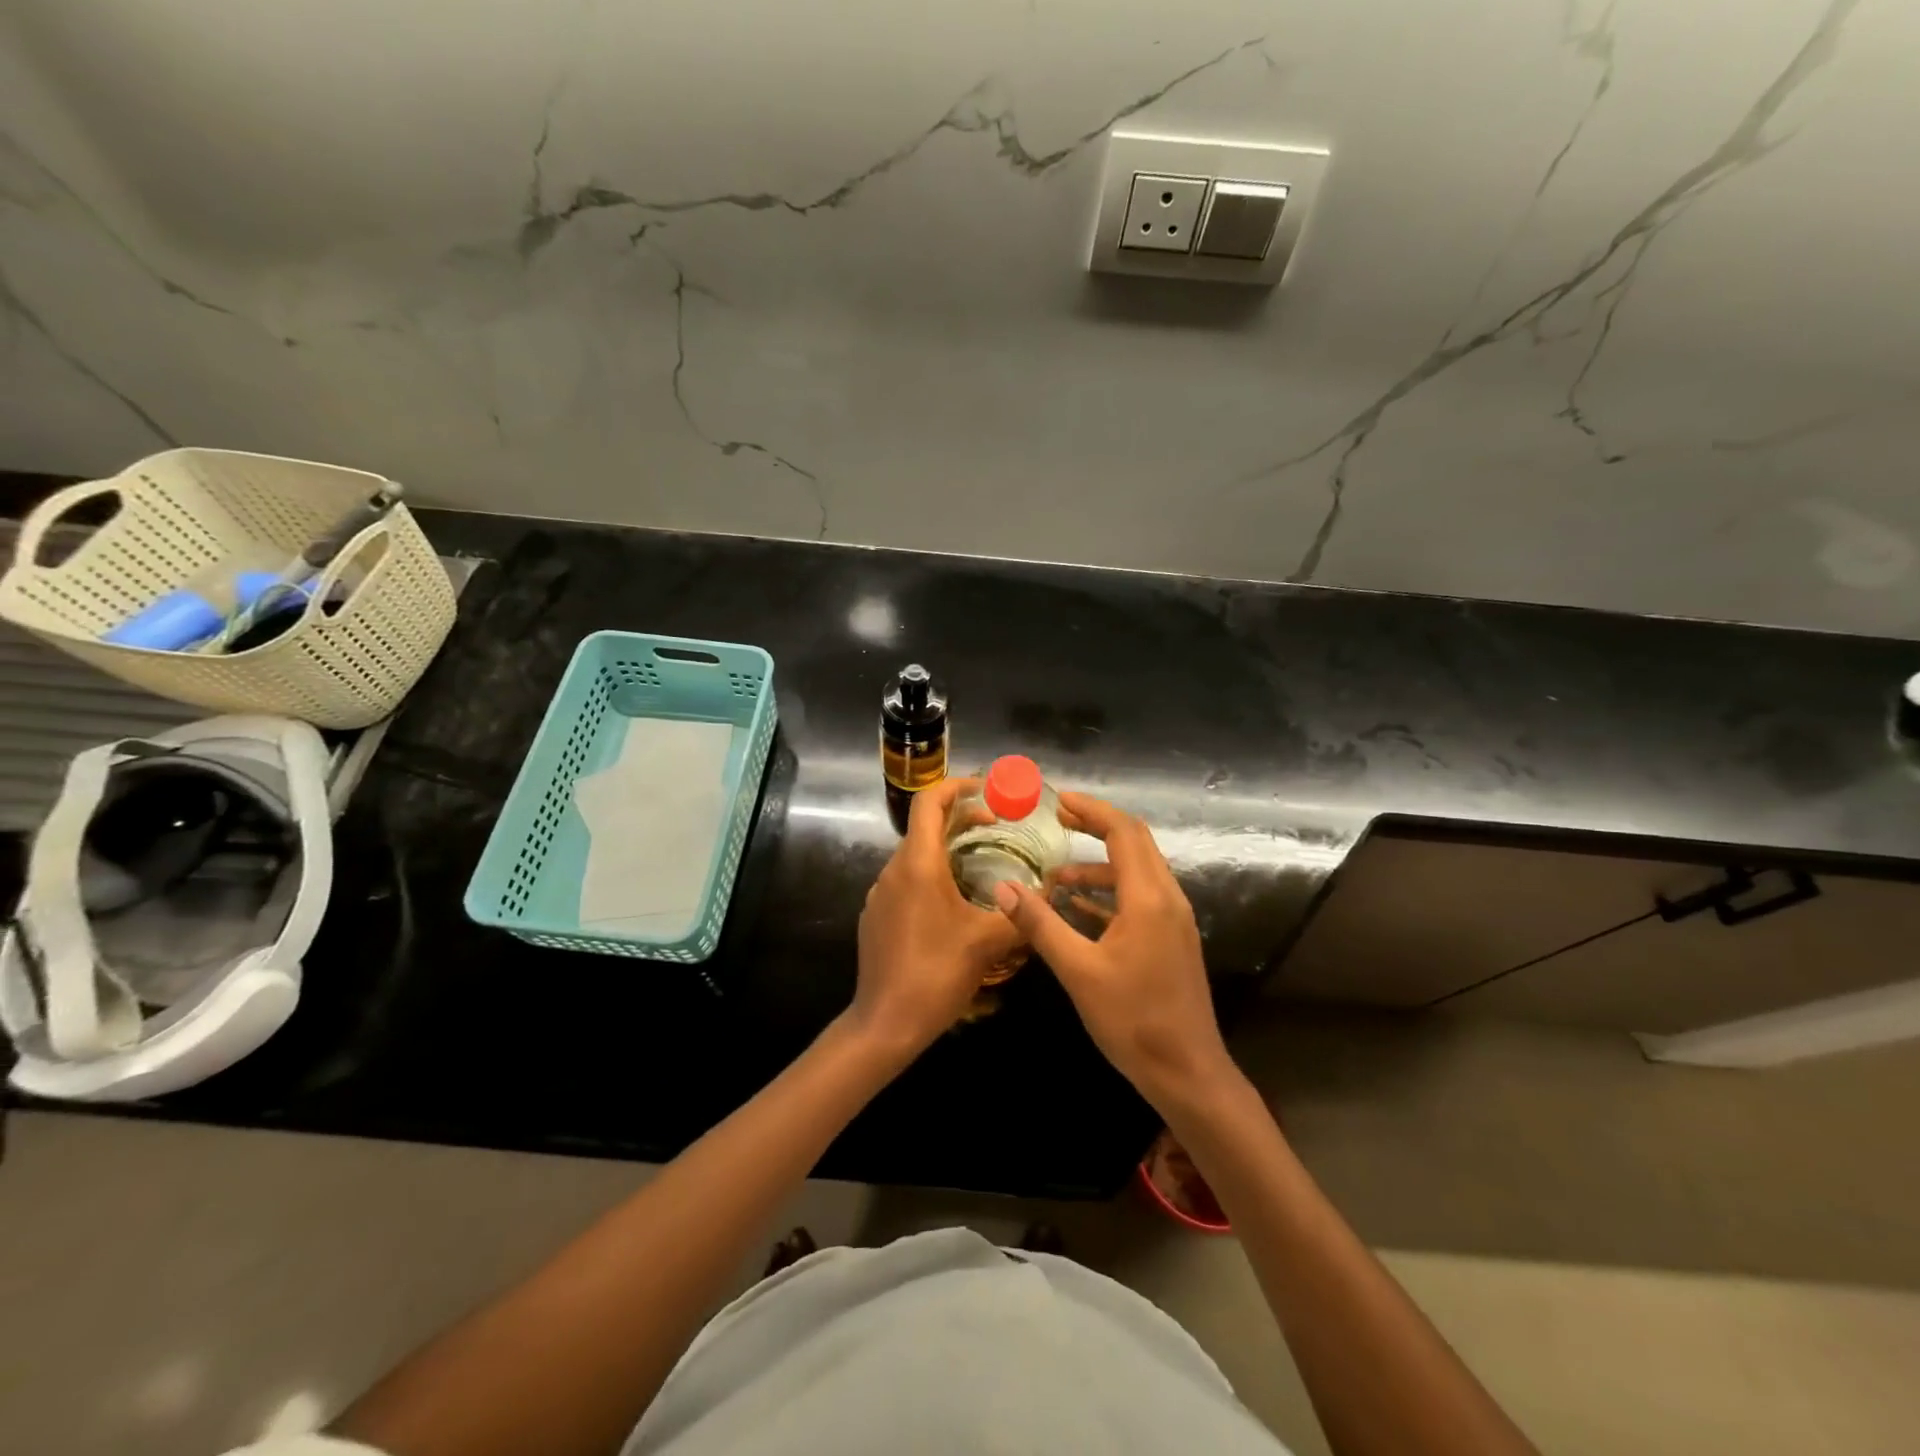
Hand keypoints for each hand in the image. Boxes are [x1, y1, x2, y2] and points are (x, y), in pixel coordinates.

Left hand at [851, 778, 1024, 1055]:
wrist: (885, 1024)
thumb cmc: (937, 974)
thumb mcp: (988, 942)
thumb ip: (1023, 914)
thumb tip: (1051, 893)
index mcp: (918, 864)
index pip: (930, 802)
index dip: (958, 787)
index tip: (988, 791)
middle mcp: (894, 870)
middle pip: (924, 827)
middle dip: (961, 820)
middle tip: (997, 828)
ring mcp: (880, 894)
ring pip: (916, 856)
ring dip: (947, 850)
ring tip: (982, 866)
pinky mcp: (876, 916)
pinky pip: (906, 881)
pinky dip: (931, 876)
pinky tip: (954, 906)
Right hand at [993, 792, 1235, 1112]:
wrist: (1188, 1072)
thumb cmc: (1133, 1020)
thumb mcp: (1078, 971)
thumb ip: (1040, 925)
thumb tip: (1003, 888)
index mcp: (1149, 898)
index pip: (1123, 831)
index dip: (1091, 810)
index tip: (1057, 800)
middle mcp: (1168, 898)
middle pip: (1135, 842)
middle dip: (1096, 826)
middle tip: (1057, 820)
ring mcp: (1174, 919)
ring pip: (1137, 871)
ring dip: (1099, 864)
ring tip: (1055, 874)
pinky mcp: (1172, 939)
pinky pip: (1140, 897)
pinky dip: (1110, 891)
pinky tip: (1078, 906)